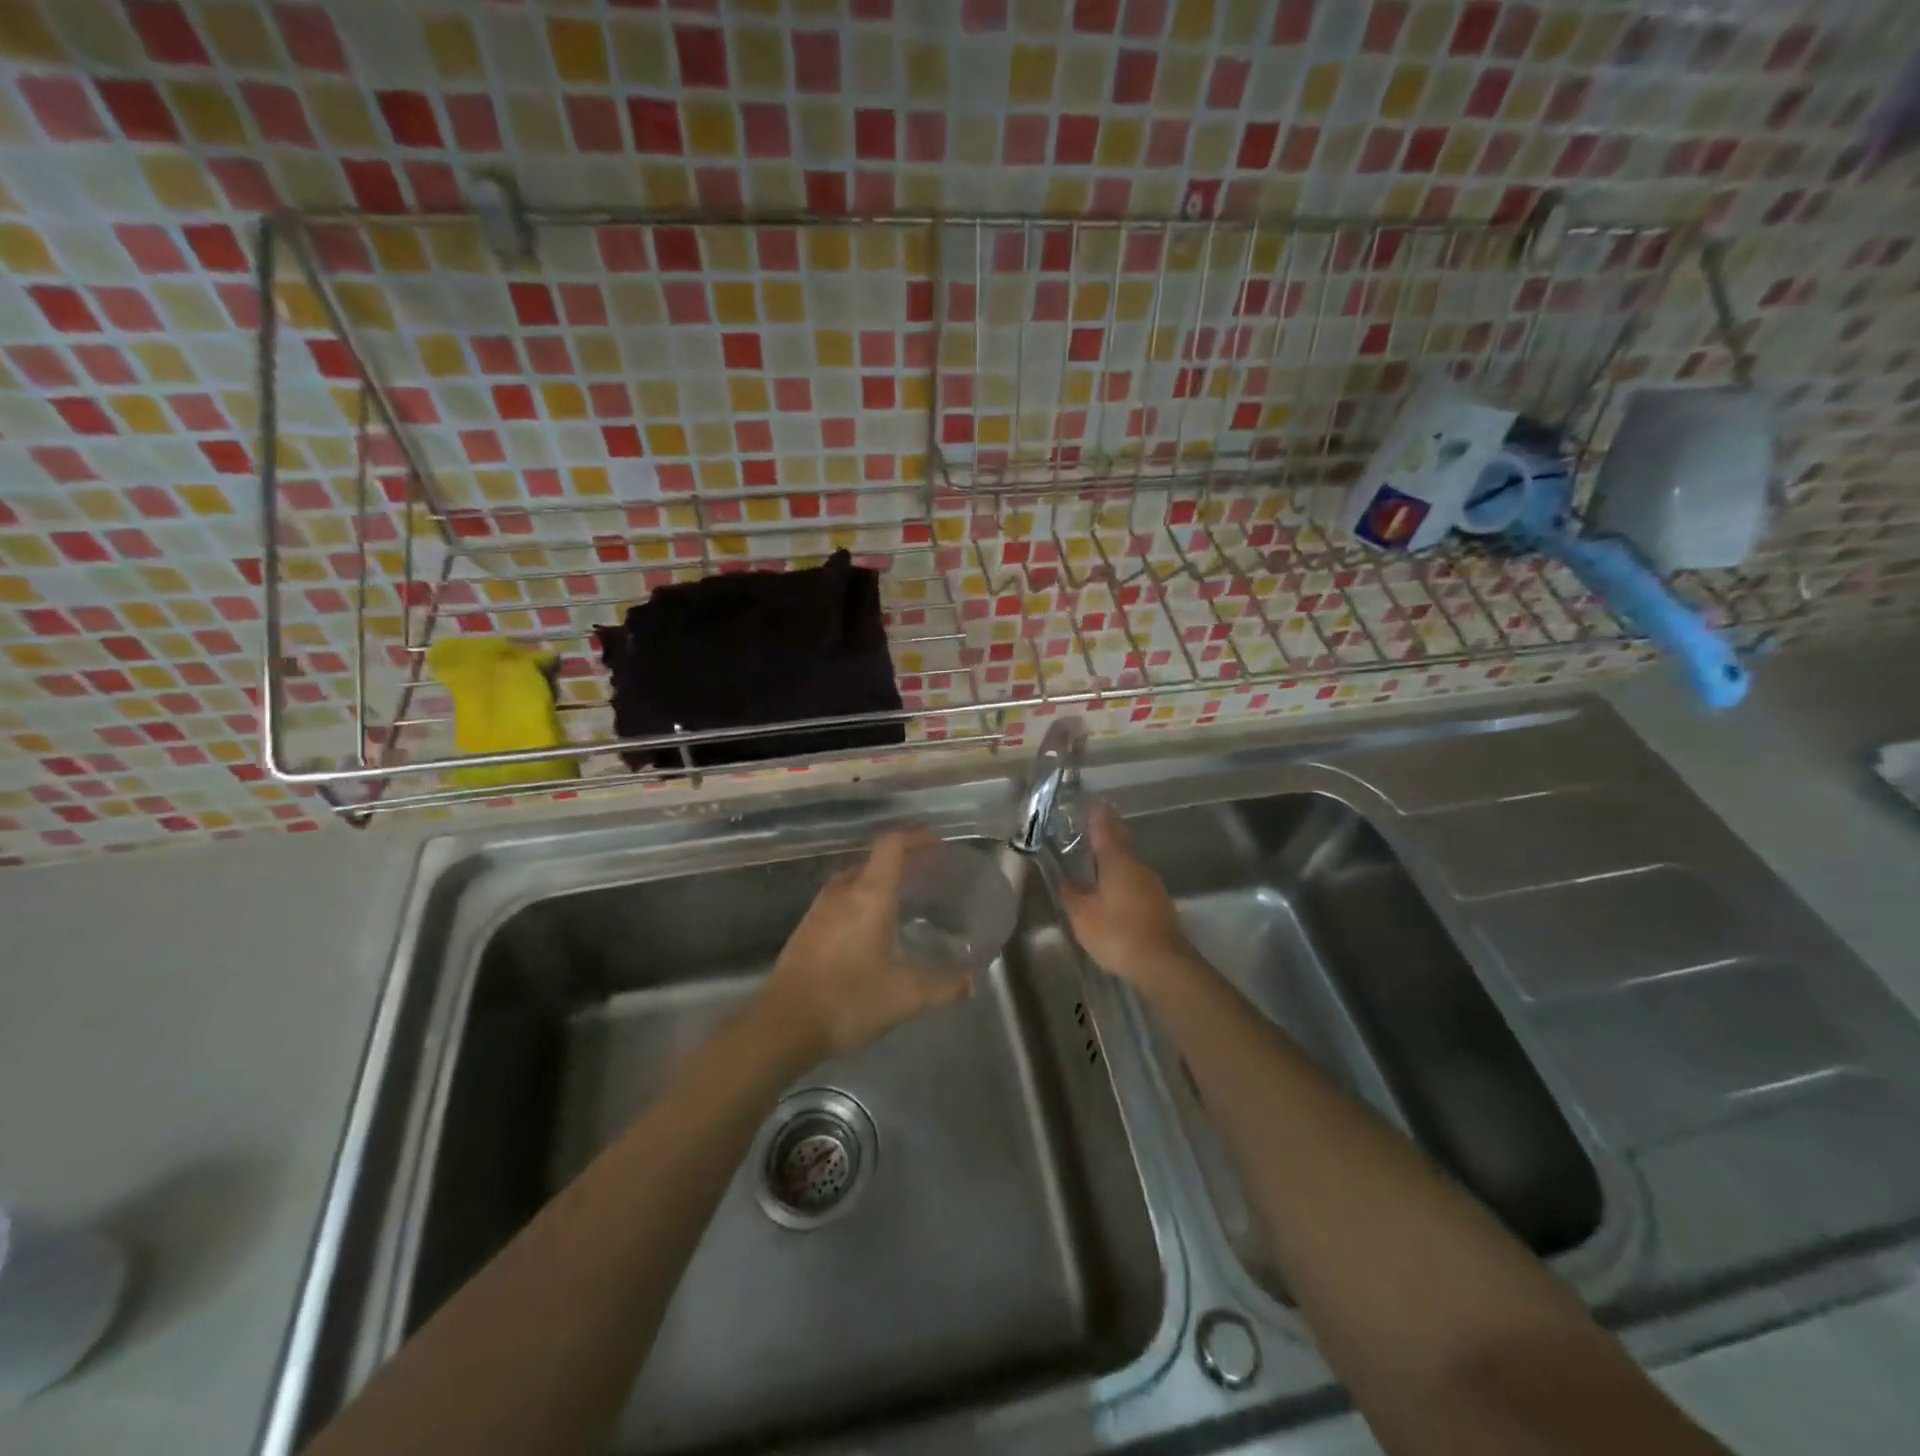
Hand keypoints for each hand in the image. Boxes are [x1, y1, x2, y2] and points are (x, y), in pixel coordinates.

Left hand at [757, 830, 973, 1063]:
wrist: (782, 1026)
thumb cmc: (849, 1000)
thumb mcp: (906, 996)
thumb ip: (943, 987)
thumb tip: (971, 982)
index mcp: (869, 895)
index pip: (892, 846)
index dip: (917, 838)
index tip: (938, 845)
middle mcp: (842, 893)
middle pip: (873, 861)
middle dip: (901, 862)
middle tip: (927, 876)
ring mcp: (818, 911)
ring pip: (853, 882)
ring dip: (877, 883)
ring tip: (901, 901)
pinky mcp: (805, 932)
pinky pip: (839, 902)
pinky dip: (859, 903)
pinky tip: (869, 932)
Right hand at [1060, 803, 1197, 994]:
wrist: (1162, 964)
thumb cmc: (1117, 933)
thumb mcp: (1083, 916)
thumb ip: (1073, 896)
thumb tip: (1066, 881)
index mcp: (1117, 863)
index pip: (1105, 831)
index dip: (1098, 817)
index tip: (1094, 803)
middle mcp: (1138, 868)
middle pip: (1122, 845)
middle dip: (1109, 836)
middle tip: (1096, 828)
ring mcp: (1154, 887)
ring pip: (1131, 867)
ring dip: (1117, 862)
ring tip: (1101, 864)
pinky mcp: (1161, 906)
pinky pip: (1138, 885)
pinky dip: (1125, 883)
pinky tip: (1117, 894)